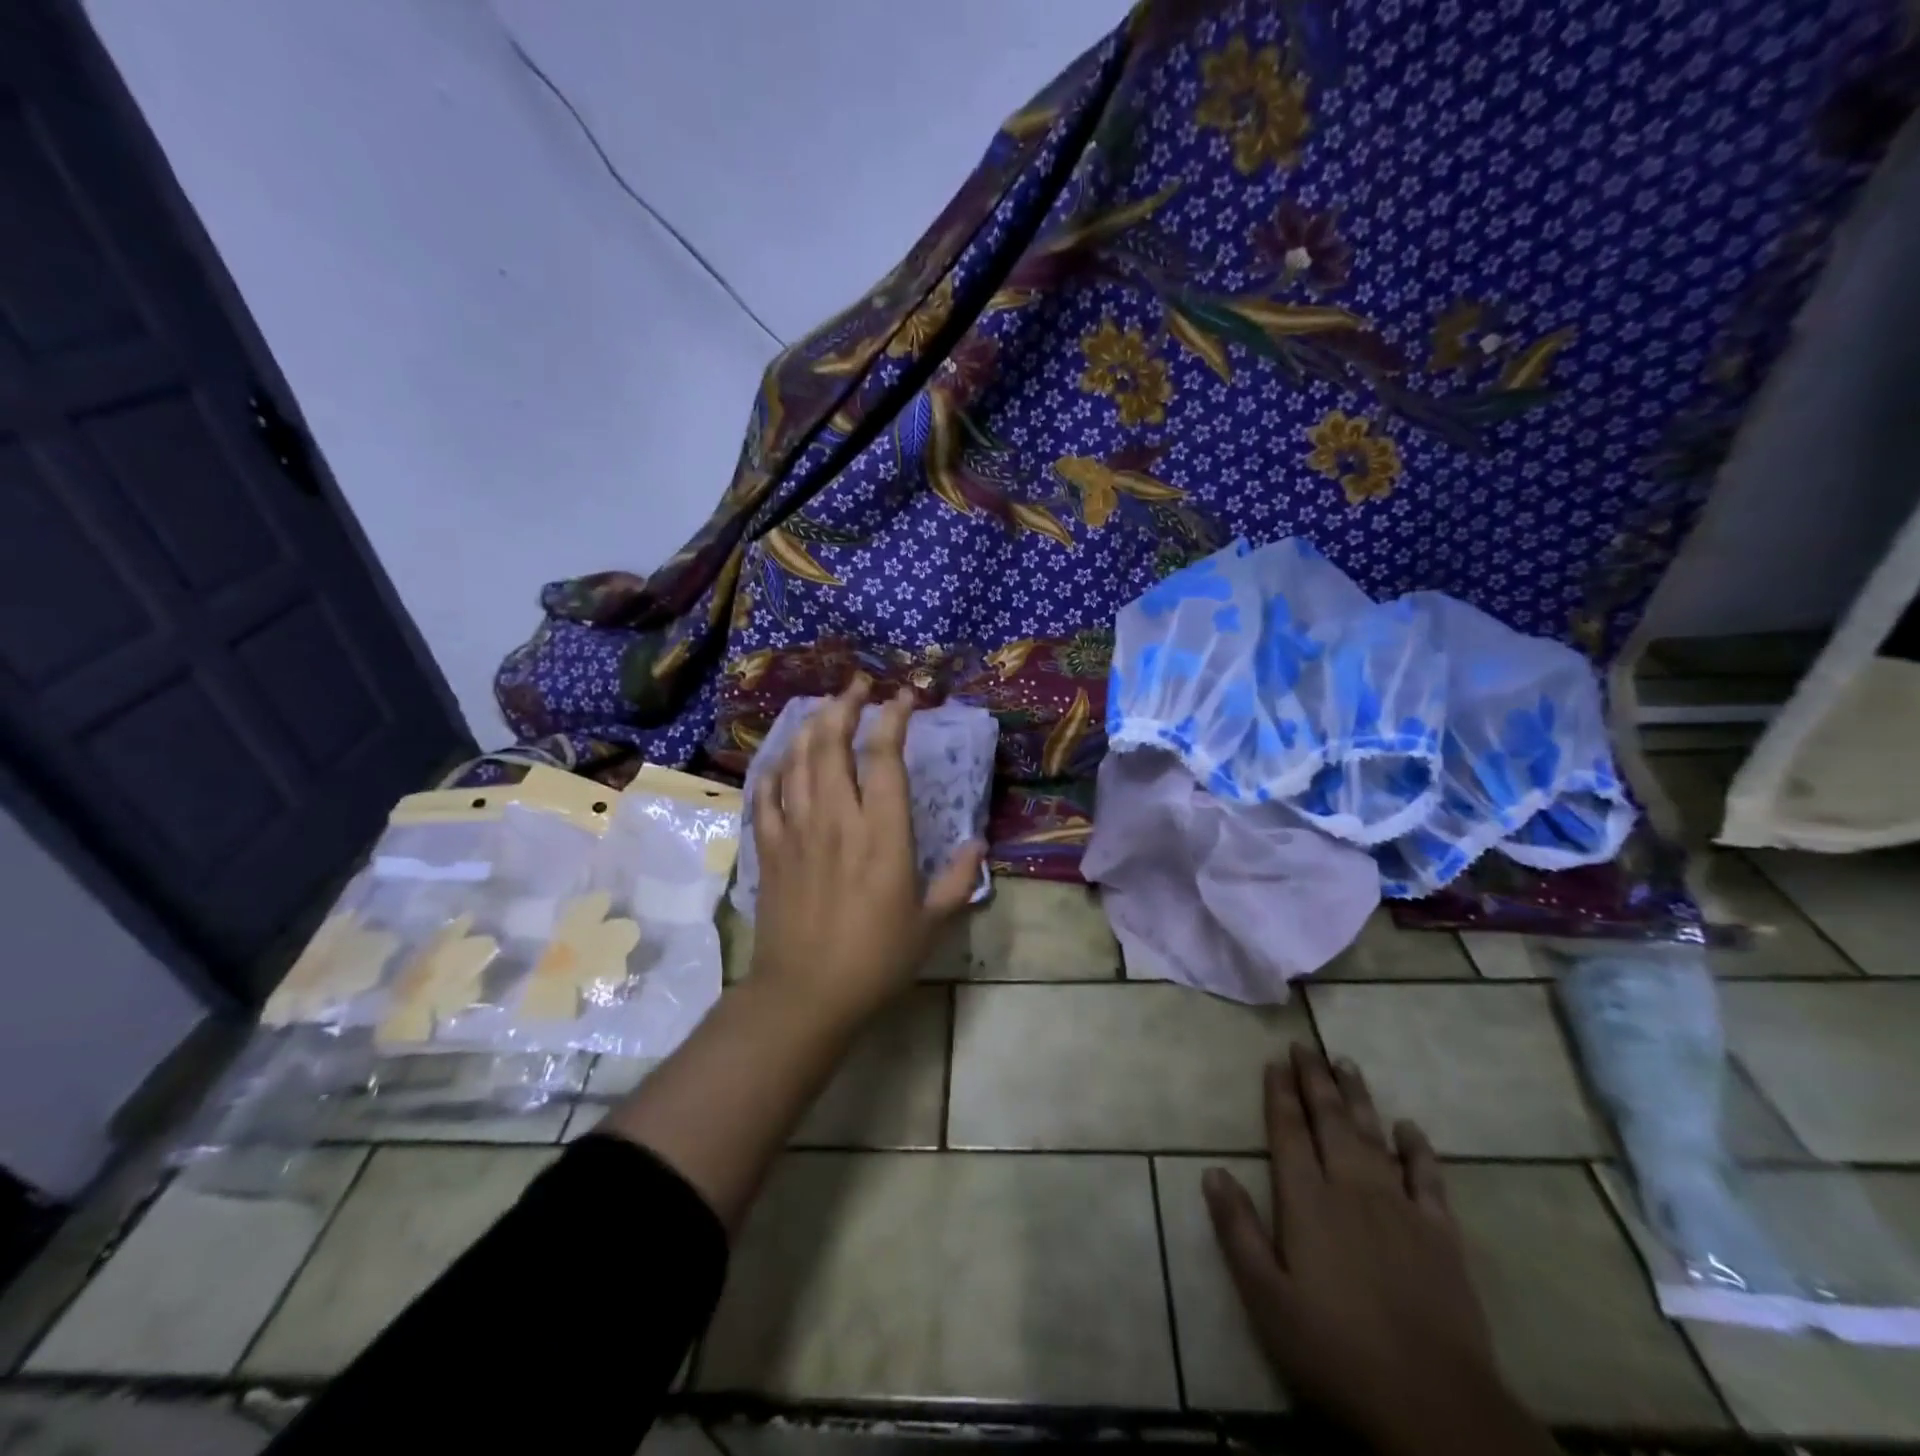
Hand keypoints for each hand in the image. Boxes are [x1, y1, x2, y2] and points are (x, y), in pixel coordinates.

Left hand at [750, 677, 983, 1024]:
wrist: (805, 995)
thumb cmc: (876, 960)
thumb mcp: (931, 923)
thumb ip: (958, 879)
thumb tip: (979, 844)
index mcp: (882, 833)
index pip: (885, 757)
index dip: (894, 718)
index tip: (904, 696)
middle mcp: (837, 818)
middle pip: (832, 743)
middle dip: (845, 705)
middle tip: (857, 684)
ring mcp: (796, 830)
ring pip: (798, 760)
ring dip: (811, 726)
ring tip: (824, 708)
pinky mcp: (769, 848)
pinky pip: (766, 795)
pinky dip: (774, 769)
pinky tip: (782, 759)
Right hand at [1204, 1048, 1551, 1455]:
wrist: (1434, 1405)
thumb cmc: (1335, 1351)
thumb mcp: (1267, 1298)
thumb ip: (1238, 1231)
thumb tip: (1212, 1171)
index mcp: (1307, 1201)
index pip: (1288, 1131)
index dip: (1279, 1094)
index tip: (1274, 1061)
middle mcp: (1351, 1188)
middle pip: (1329, 1120)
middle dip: (1314, 1079)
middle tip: (1305, 1044)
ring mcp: (1400, 1207)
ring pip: (1373, 1135)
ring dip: (1357, 1097)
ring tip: (1346, 1063)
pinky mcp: (1441, 1234)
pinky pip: (1428, 1177)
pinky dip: (1418, 1148)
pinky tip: (1410, 1127)